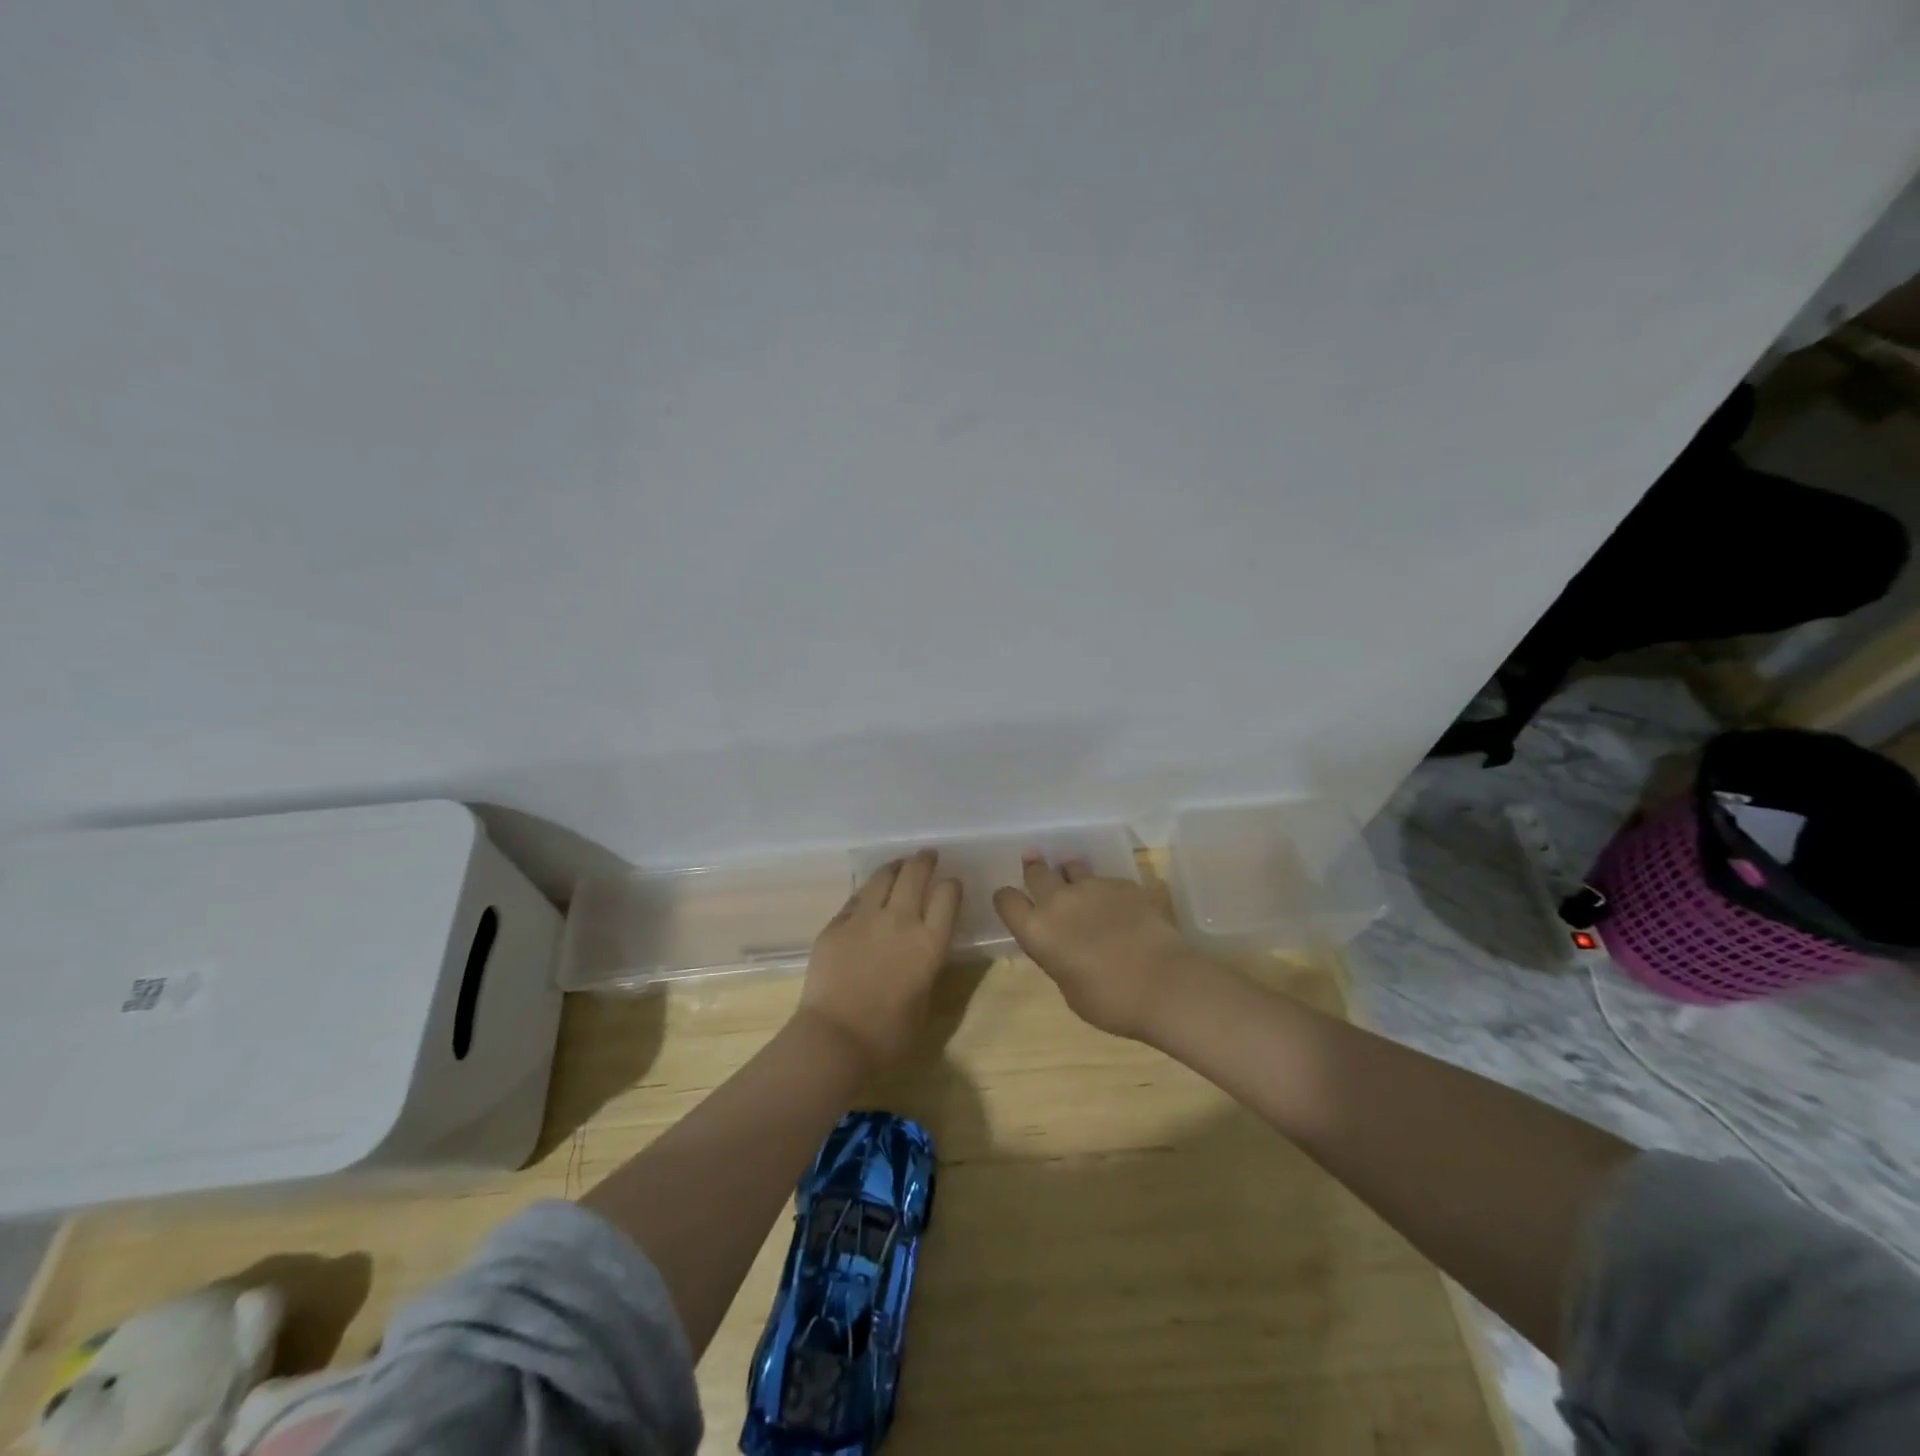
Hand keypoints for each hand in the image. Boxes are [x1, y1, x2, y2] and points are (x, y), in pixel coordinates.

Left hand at [798, 850, 960, 1071]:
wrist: (835, 1039)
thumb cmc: (888, 1035)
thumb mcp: (924, 999)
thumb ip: (926, 965)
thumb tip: (922, 948)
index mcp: (929, 943)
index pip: (948, 895)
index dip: (951, 886)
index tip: (950, 886)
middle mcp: (900, 920)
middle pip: (915, 873)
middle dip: (924, 861)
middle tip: (927, 856)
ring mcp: (864, 918)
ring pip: (883, 876)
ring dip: (895, 866)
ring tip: (899, 865)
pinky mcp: (836, 924)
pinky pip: (855, 898)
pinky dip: (867, 892)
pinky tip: (869, 895)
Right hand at [993, 854, 1196, 1041]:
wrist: (1165, 983)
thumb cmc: (1111, 1001)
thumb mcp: (1070, 990)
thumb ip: (1058, 960)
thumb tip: (1064, 947)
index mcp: (1037, 931)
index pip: (1006, 900)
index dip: (1007, 899)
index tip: (1012, 902)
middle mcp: (1059, 901)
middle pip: (1036, 872)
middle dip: (1034, 869)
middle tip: (1034, 863)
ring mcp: (1093, 887)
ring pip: (1072, 866)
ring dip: (1069, 872)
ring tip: (1073, 875)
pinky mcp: (1124, 884)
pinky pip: (1106, 881)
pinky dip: (1105, 890)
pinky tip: (1118, 906)